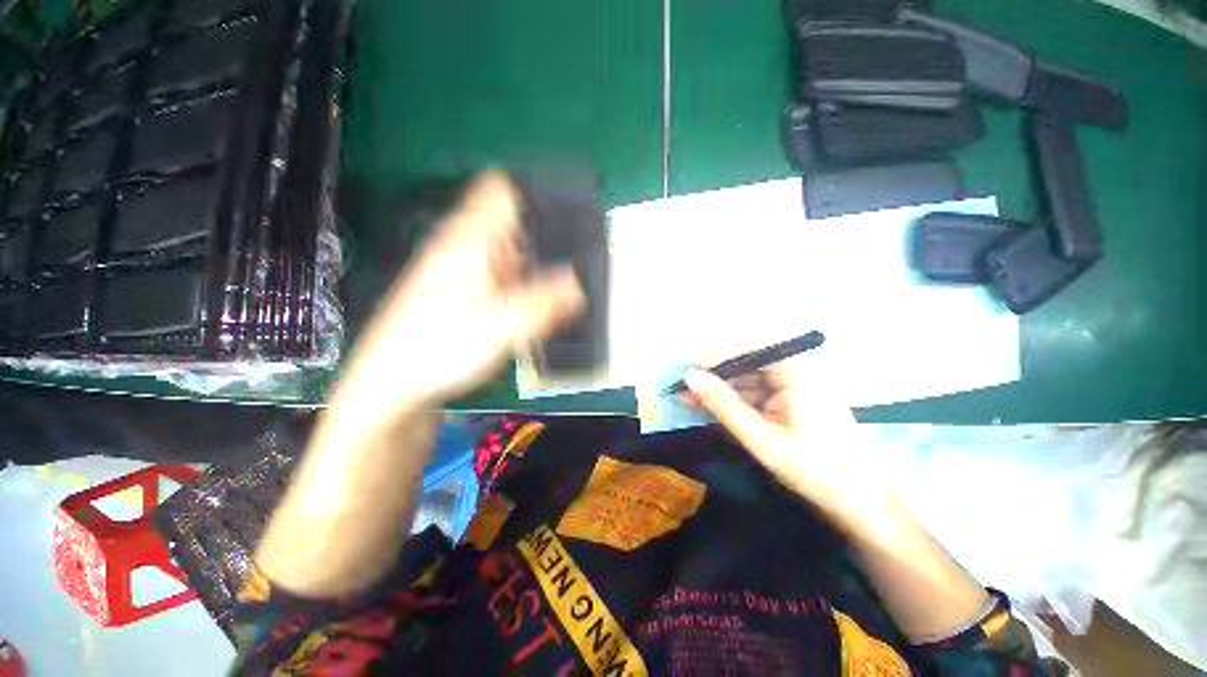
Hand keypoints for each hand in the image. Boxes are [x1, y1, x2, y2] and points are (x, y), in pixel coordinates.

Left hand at [341, 171, 584, 410]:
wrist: (396, 383)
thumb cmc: (439, 350)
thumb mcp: (500, 328)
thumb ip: (544, 303)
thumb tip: (579, 284)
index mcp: (470, 241)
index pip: (503, 190)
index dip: (537, 195)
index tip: (568, 215)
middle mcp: (467, 246)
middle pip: (514, 223)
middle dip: (547, 239)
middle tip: (579, 264)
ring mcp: (466, 269)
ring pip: (512, 252)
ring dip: (538, 266)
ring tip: (564, 289)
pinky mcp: (467, 290)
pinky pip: (505, 275)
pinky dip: (525, 284)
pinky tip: (537, 306)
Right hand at [682, 350, 892, 523]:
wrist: (860, 503)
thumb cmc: (815, 469)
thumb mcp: (760, 437)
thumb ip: (723, 404)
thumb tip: (689, 377)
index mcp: (798, 370)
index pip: (749, 346)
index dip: (715, 354)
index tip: (688, 371)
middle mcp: (797, 369)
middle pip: (745, 361)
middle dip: (713, 376)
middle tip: (682, 389)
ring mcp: (794, 384)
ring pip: (746, 378)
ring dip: (718, 390)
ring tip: (687, 401)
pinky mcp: (790, 399)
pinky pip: (754, 392)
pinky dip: (732, 401)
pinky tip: (709, 409)